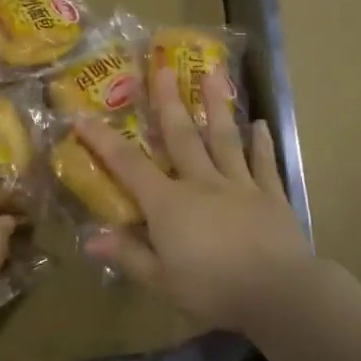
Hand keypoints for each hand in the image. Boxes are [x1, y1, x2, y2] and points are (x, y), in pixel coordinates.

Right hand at [76, 66, 312, 330]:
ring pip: (224, 138)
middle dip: (168, 101)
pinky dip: (262, 144)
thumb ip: (129, 256)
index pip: (128, 165)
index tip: (82, 115)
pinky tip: (263, 125)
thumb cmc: (213, 290)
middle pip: (181, 136)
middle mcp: (202, 183)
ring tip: (213, 72)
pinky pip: (263, 164)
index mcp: (169, 203)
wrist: (278, 292)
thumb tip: (90, 240)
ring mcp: (239, 185)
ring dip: (216, 106)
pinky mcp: (271, 196)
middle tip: (162, 67)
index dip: (102, 141)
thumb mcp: (162, 281)